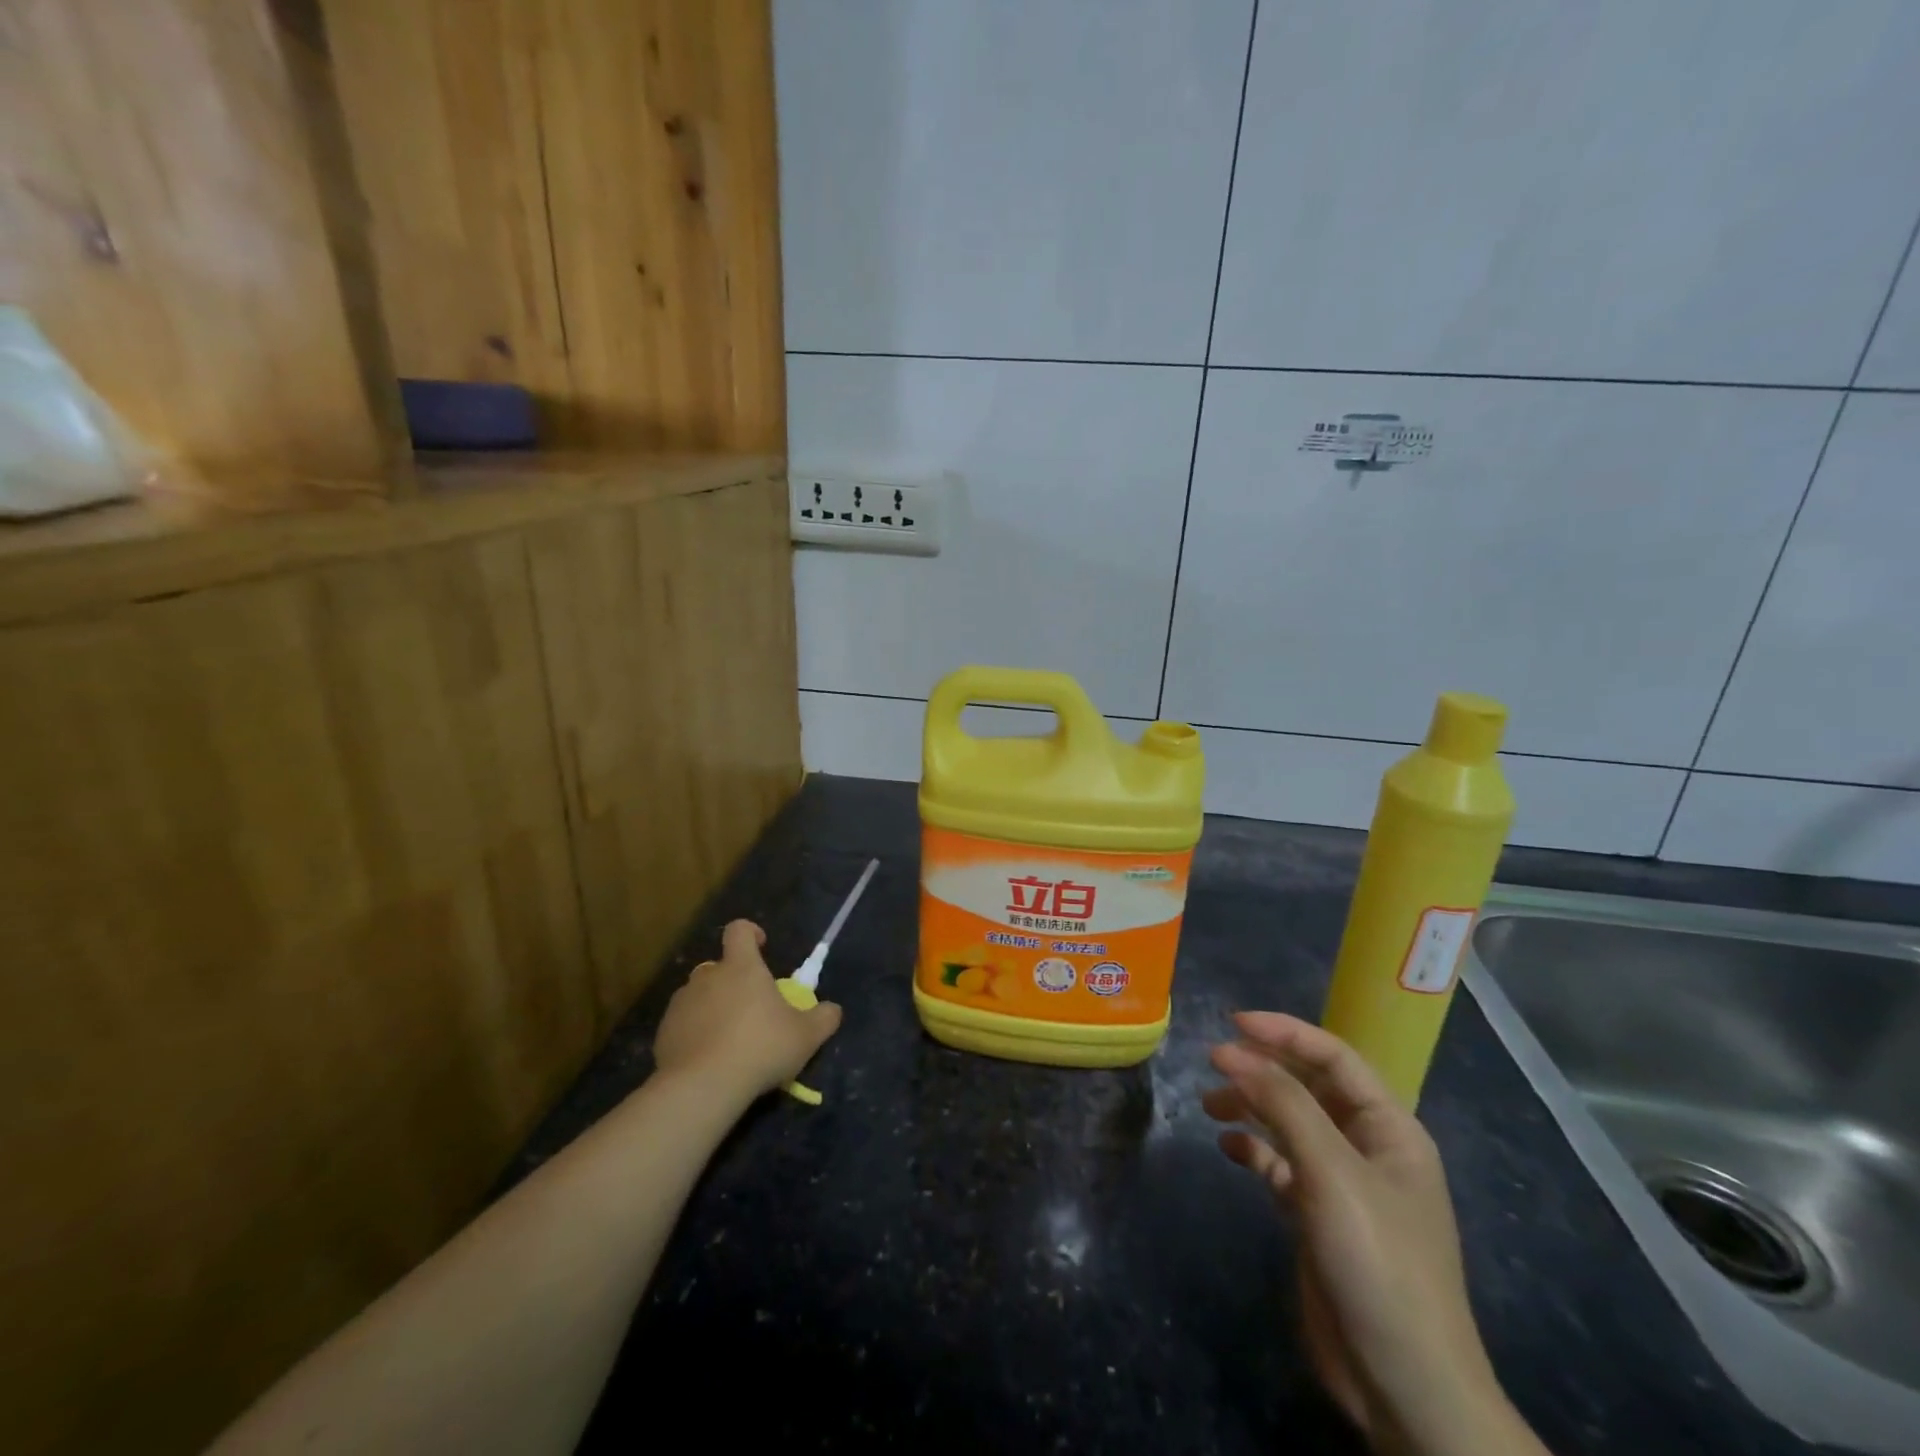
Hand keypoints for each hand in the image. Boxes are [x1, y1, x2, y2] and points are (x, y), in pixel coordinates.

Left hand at [654, 920, 842, 1101]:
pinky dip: (694, 1034)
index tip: (761, 947)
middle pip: (719, 967)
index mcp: (741, 967)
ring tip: (728, 1039)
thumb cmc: (761, 1048)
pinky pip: (683, 1024)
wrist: (703, 1087)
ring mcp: (682, 1004)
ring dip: (712, 1008)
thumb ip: (824, 1018)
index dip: (750, 933)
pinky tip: (707, 1060)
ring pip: (699, 996)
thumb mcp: (806, 1036)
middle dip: (733, 982)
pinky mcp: (664, 1032)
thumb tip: (832, 1010)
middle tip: (751, 1010)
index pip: (739, 930)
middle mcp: (708, 977)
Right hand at [1203, 1013, 1544, 1455]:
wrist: (1404, 1384)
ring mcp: (1342, 1184)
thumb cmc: (1377, 1261)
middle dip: (1262, 1069)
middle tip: (1212, 1063)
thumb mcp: (1332, 1172)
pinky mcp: (1318, 1216)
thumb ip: (1284, 1104)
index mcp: (1389, 1128)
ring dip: (1251, 1107)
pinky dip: (1253, 1150)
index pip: (1334, 1057)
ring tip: (1210, 1106)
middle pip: (1309, 1086)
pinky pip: (1280, 1164)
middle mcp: (1366, 1147)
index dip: (1285, 1032)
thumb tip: (1234, 1051)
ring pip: (1290, 1123)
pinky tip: (1228, 1149)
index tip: (1232, 1023)